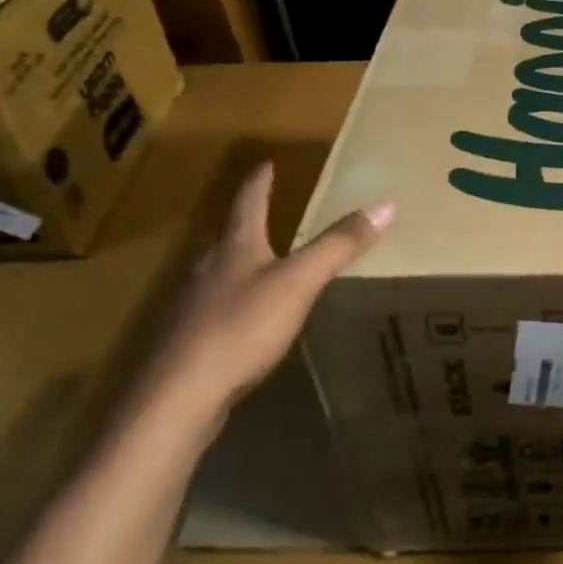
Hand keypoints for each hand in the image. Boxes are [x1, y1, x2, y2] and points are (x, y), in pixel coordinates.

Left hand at [133, 162, 393, 430]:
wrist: (176, 399)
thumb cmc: (240, 328)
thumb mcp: (299, 282)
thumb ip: (339, 245)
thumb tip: (386, 204)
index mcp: (234, 248)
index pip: (249, 203)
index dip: (260, 182)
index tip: (266, 163)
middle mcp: (207, 270)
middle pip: (230, 238)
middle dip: (250, 225)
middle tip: (272, 214)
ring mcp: (192, 308)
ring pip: (220, 275)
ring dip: (242, 265)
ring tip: (265, 265)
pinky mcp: (188, 344)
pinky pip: (217, 311)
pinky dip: (236, 304)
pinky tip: (249, 322)